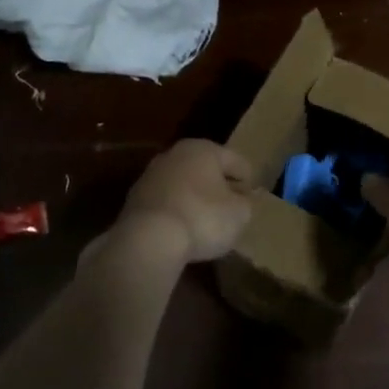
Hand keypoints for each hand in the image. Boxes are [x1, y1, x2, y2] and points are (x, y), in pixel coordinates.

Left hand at [117, 139, 254, 262]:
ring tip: (207, 220)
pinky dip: (177, 211)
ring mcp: (150, 176)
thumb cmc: (203, 218)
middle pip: (205, 169)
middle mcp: (174, 155)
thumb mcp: (239, 213)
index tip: (253, 196)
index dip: (248, 178)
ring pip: (183, 184)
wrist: (149, 239)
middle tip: (232, 205)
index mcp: (202, 149)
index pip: (235, 160)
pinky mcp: (135, 200)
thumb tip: (240, 200)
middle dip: (219, 185)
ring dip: (195, 198)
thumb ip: (245, 203)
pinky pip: (166, 202)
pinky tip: (184, 229)